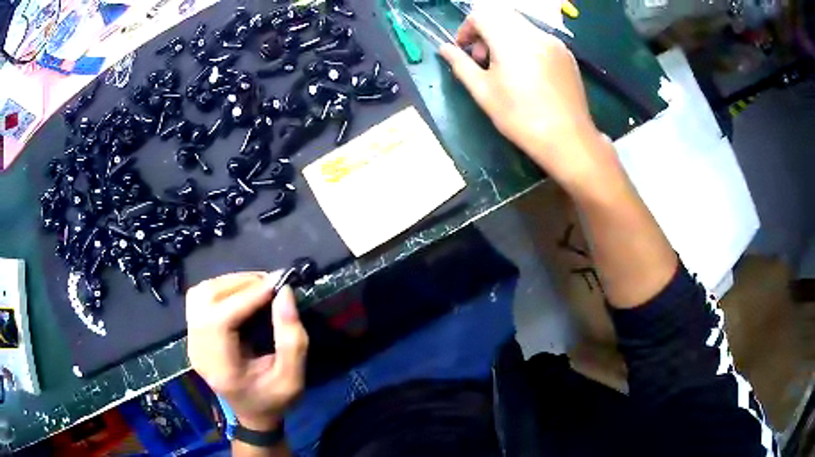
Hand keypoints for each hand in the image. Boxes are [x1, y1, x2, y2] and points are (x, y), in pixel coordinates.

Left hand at [186, 272, 308, 429]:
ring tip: (258, 287)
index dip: (247, 296)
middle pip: (206, 300)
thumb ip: (292, 340)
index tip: (277, 284)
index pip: (220, 320)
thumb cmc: (273, 400)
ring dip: (230, 283)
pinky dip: (221, 288)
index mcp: (219, 367)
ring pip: (201, 293)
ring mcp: (192, 339)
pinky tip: (242, 295)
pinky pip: (200, 298)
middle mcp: (197, 349)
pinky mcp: (194, 332)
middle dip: (240, 284)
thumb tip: (285, 293)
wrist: (253, 413)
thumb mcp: (292, 379)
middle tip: (271, 284)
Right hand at [439, 4, 606, 188]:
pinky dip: (525, 46)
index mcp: (510, 39)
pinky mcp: (567, 55)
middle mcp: (534, 33)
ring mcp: (554, 43)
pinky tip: (528, 74)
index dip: (466, 29)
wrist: (568, 139)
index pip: (481, 14)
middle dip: (486, 32)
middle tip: (484, 60)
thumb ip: (460, 64)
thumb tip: (444, 48)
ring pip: (521, 26)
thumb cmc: (520, 117)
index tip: (464, 50)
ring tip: (506, 69)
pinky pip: (539, 39)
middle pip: (501, 16)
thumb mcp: (483, 92)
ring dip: (505, 38)